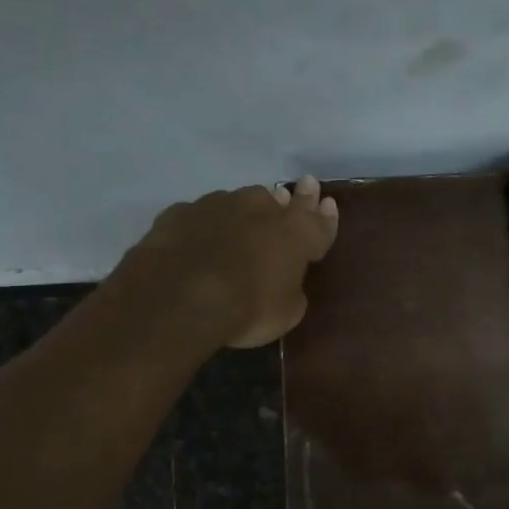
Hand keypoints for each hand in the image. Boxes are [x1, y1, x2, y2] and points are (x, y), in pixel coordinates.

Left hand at [116, 176, 338, 349]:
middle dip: (289, 200)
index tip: (327, 202)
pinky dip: (205, 225)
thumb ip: (291, 289)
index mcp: (295, 234)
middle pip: (278, 201)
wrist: (182, 295)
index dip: (324, 215)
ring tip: (242, 220)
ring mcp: (218, 205)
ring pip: (238, 202)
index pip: (317, 221)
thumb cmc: (248, 308)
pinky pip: (200, 216)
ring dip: (244, 211)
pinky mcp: (181, 212)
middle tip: (292, 195)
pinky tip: (198, 237)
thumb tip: (286, 281)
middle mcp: (260, 209)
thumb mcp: (286, 313)